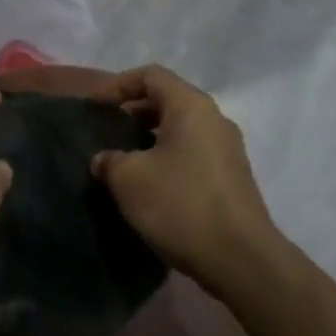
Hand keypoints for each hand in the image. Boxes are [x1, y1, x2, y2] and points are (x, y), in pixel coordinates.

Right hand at [90, 66, 281, 297]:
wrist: (241, 259)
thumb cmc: (181, 205)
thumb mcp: (129, 179)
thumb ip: (109, 160)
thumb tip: (104, 159)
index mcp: (191, 106)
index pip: (151, 75)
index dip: (117, 85)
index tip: (94, 107)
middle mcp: (214, 119)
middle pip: (167, 100)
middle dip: (133, 112)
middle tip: (106, 132)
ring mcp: (227, 149)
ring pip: (180, 129)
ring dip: (149, 139)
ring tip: (123, 161)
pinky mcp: (232, 178)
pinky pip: (192, 153)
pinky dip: (167, 158)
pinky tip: (149, 186)